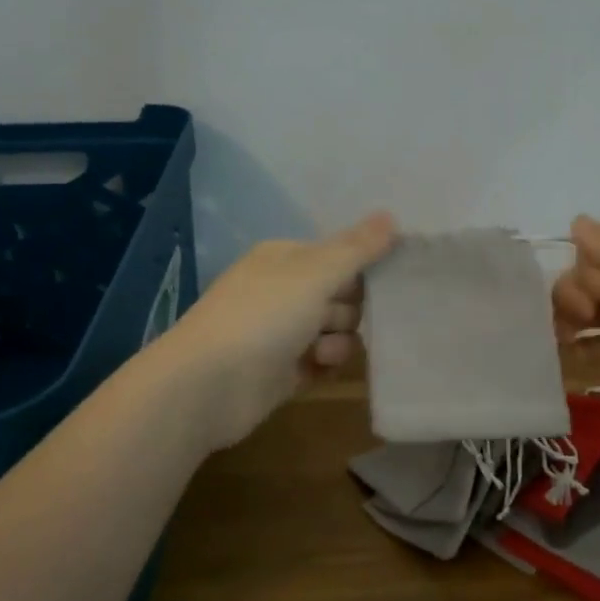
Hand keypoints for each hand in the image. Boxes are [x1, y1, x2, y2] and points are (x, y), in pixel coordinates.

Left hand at [161, 213, 397, 448]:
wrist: (209, 384)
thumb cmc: (262, 317)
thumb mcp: (314, 273)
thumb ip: (356, 249)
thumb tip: (390, 216)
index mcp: (286, 259)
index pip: (340, 256)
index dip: (362, 270)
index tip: (390, 282)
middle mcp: (284, 291)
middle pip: (342, 296)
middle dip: (350, 311)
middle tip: (335, 319)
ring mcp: (283, 333)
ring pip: (336, 332)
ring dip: (338, 342)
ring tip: (320, 352)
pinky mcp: (284, 371)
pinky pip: (323, 362)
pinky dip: (325, 365)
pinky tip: (316, 370)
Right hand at [551, 216, 599, 443]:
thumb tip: (574, 222)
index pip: (598, 255)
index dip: (588, 272)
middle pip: (589, 284)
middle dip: (574, 295)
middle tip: (583, 318)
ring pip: (591, 316)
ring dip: (568, 322)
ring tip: (562, 339)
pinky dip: (581, 352)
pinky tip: (567, 358)